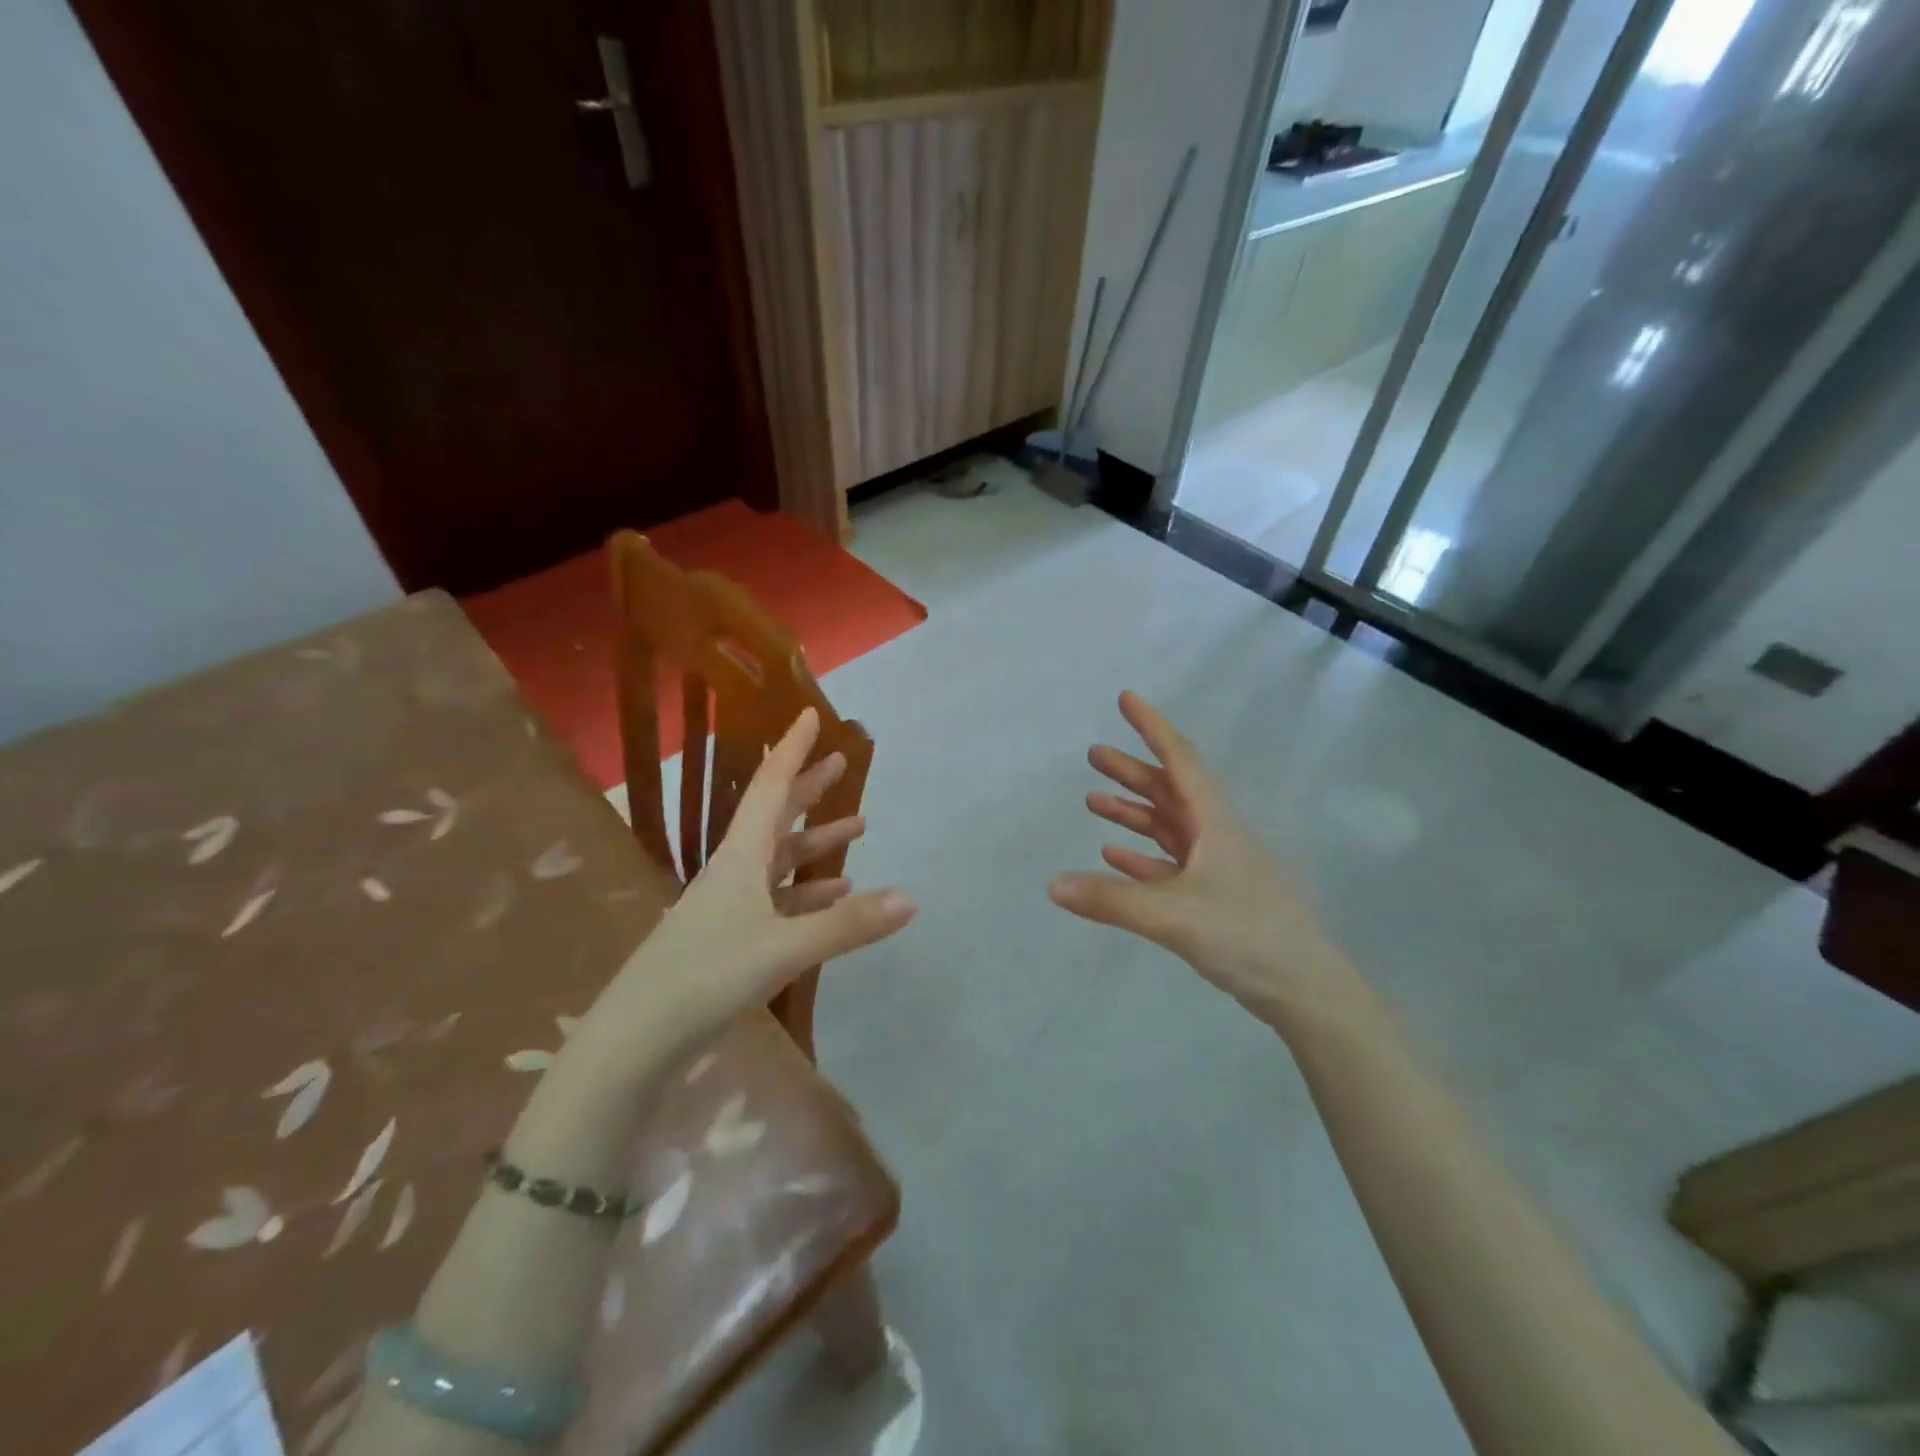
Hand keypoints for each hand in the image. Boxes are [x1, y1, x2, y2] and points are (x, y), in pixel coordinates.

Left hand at [586, 708, 915, 1056]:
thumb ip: (847, 925)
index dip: (791, 749)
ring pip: (780, 858)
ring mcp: (730, 906)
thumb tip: (911, 899)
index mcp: (740, 856)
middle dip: (808, 787)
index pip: (770, 786)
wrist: (636, 1040)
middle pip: (776, 815)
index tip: (810, 715)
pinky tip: (834, 894)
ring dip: (815, 840)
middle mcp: (734, 871)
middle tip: (840, 763)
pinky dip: (809, 891)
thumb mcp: (783, 948)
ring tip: (858, 826)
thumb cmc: (705, 976)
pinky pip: (779, 900)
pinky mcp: (730, 938)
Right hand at [1049, 691, 1367, 1034]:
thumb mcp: (1173, 915)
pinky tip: (1113, 854)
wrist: (1304, 989)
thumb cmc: (1246, 935)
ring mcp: (1217, 866)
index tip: (1126, 699)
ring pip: (1168, 826)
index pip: (1180, 760)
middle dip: (1132, 771)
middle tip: (1093, 755)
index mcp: (1216, 822)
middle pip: (1169, 790)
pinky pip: (1169, 864)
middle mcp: (1217, 835)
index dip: (1153, 727)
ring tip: (1093, 801)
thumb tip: (1052, 885)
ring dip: (1134, 811)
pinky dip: (1142, 855)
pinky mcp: (1214, 896)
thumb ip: (1112, 899)